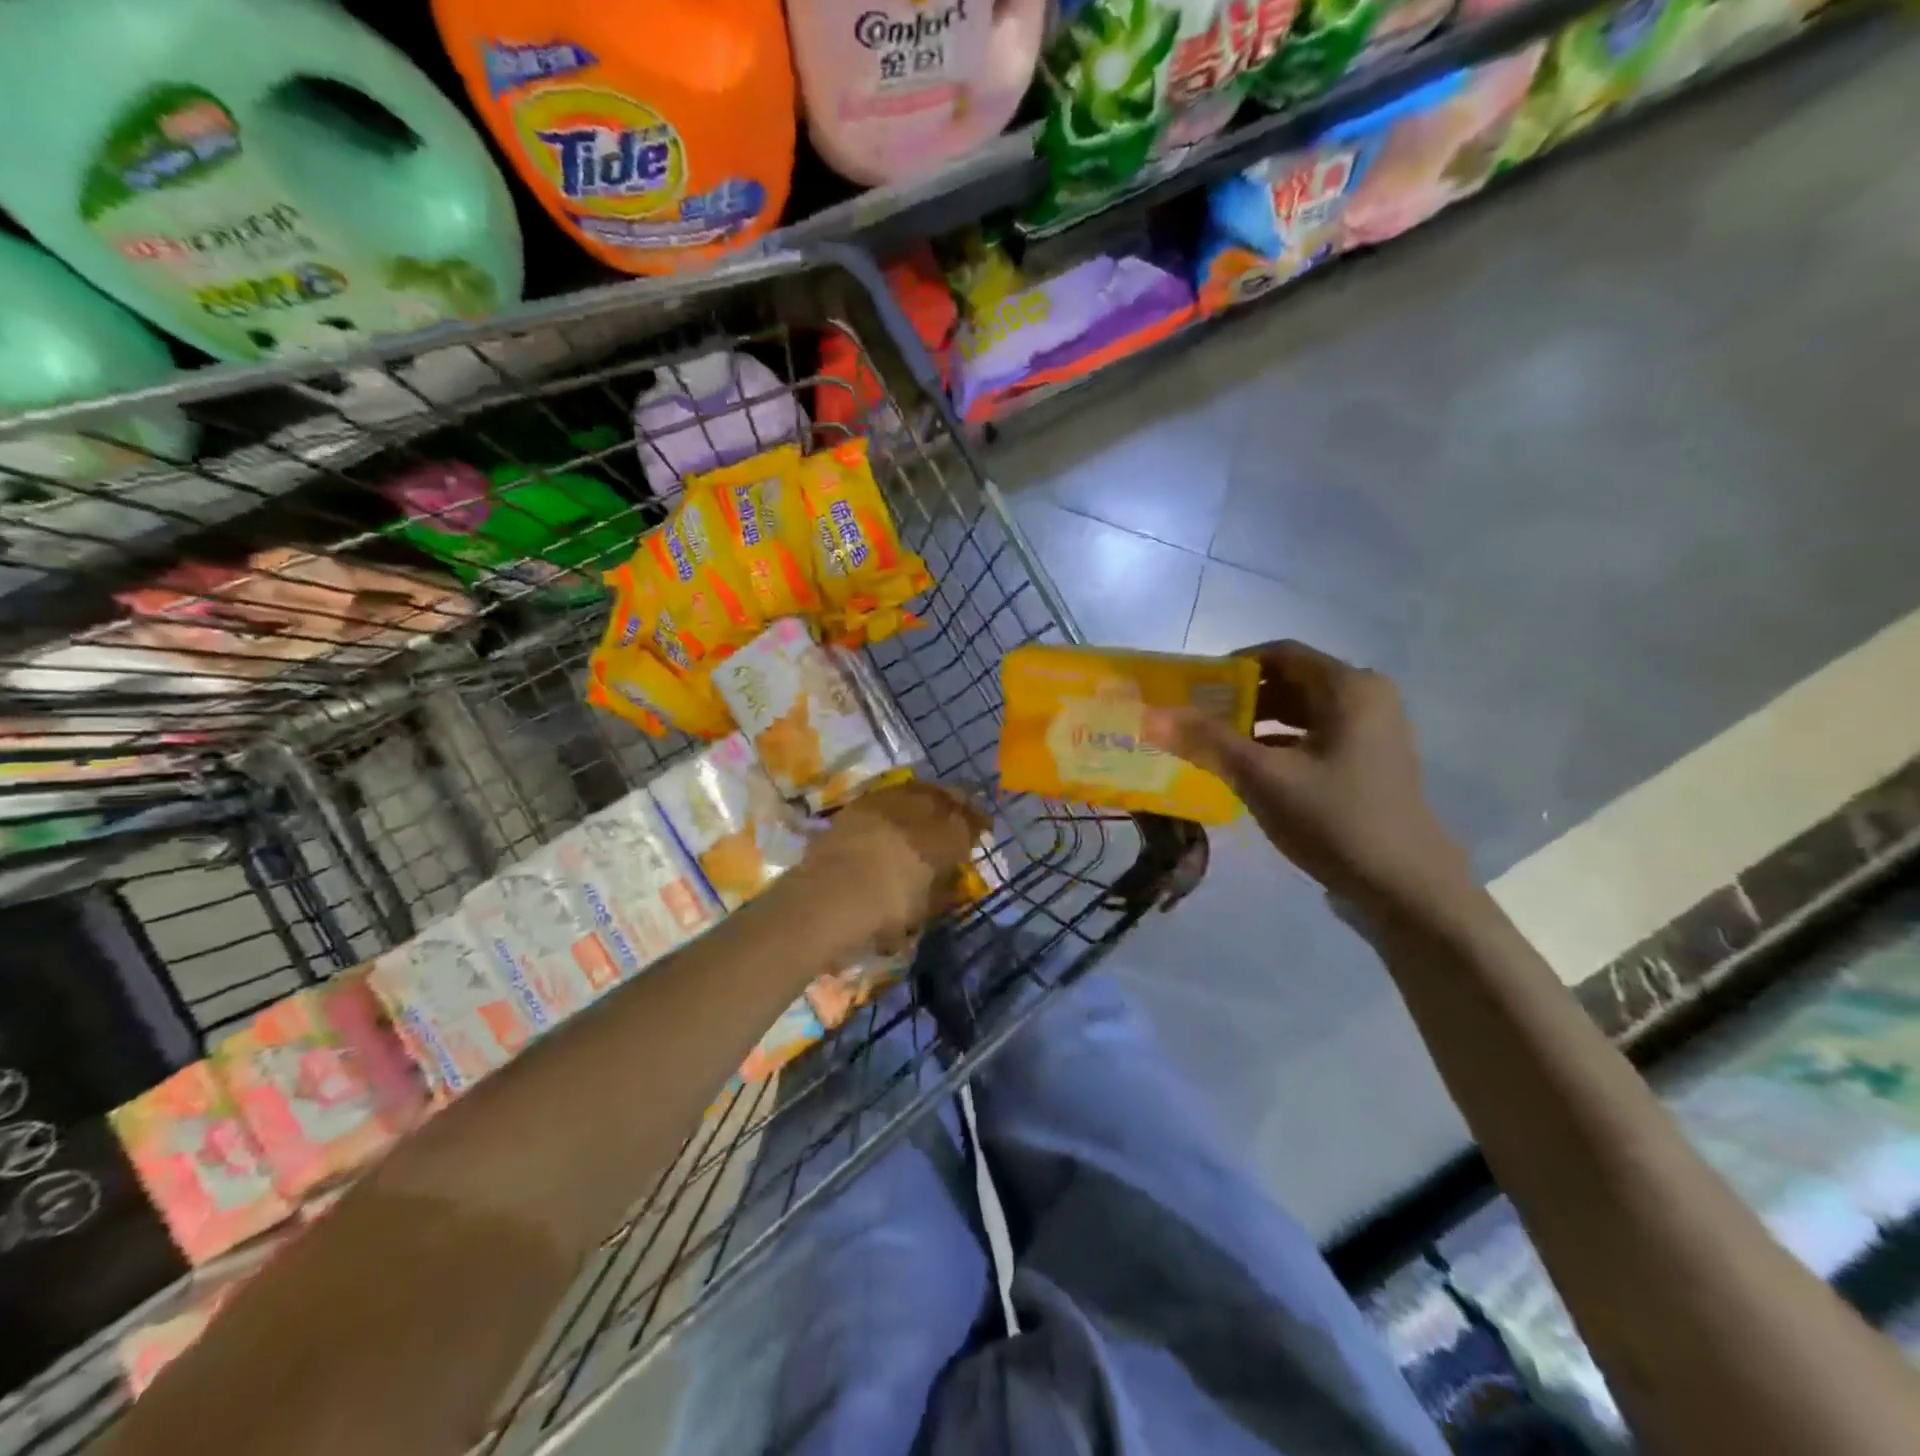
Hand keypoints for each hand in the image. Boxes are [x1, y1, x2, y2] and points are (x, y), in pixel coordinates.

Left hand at [797, 780, 989, 947]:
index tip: (983, 830)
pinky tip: (896, 814)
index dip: (978, 824)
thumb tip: (953, 879)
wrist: (822, 902)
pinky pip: (889, 796)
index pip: (969, 822)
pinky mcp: (857, 805)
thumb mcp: (921, 910)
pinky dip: (899, 801)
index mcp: (942, 838)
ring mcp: (885, 804)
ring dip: (929, 797)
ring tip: (930, 809)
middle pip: (945, 797)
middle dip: (957, 804)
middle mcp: (918, 812)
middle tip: (961, 813)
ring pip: (916, 790)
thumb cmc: (880, 916)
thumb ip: (942, 890)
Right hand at [1144, 641, 1473, 915]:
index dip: (1231, 666)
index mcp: (1349, 687)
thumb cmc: (1334, 819)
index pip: (1279, 654)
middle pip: (1290, 681)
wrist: (1404, 886)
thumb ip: (1208, 741)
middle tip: (1196, 720)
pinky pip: (1315, 735)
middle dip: (1241, 698)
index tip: (1193, 690)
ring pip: (1302, 710)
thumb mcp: (1263, 777)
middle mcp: (1367, 697)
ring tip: (1215, 745)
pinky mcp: (1370, 759)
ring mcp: (1373, 729)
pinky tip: (1249, 768)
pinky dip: (1280, 743)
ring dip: (1257, 722)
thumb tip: (1153, 716)